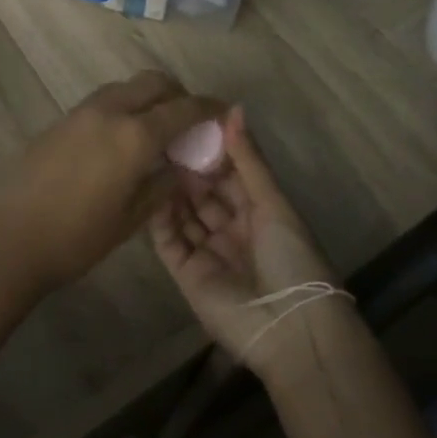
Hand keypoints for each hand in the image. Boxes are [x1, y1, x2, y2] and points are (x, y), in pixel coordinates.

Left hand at [0, 71, 223, 299]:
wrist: (8, 239)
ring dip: (149, 97)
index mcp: (134, 135)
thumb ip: (163, 185)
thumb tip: (184, 167)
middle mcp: (110, 111)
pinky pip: (105, 100)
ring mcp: (82, 111)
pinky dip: (125, 106)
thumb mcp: (131, 219)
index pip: (183, 108)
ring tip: (156, 130)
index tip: (224, 112)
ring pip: (127, 86)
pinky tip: (123, 139)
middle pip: (155, 81)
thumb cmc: (76, 238)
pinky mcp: (61, 120)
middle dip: (178, 94)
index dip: (209, 108)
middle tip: (188, 121)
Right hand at [146, 107, 342, 372]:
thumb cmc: (291, 257)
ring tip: (149, 156)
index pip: (230, 175)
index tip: (189, 123)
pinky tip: (146, 191)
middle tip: (161, 137)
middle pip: (204, 193)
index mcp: (259, 212)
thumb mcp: (272, 202)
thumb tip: (233, 109)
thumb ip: (248, 159)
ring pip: (184, 213)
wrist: (288, 328)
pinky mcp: (186, 274)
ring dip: (170, 188)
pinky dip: (158, 218)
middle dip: (187, 168)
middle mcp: (232, 229)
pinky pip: (168, 240)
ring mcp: (208, 252)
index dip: (212, 151)